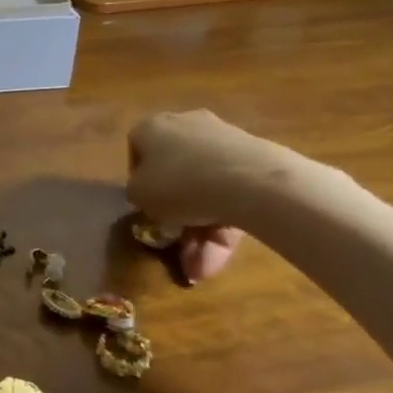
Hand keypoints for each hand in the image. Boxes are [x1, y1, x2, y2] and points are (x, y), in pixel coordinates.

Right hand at [125, 110, 294, 281]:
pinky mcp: (256, 160)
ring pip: (206, 189)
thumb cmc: (179, 183)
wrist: (252, 182)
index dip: (140, 183)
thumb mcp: (139, 195)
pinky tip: (224, 254)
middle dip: (177, 216)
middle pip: (176, 174)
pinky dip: (226, 223)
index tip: (147, 208)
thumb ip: (136, 193)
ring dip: (201, 230)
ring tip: (203, 267)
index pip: (138, 152)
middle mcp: (186, 125)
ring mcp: (224, 141)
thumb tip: (148, 194)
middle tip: (178, 246)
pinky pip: (232, 193)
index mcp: (152, 127)